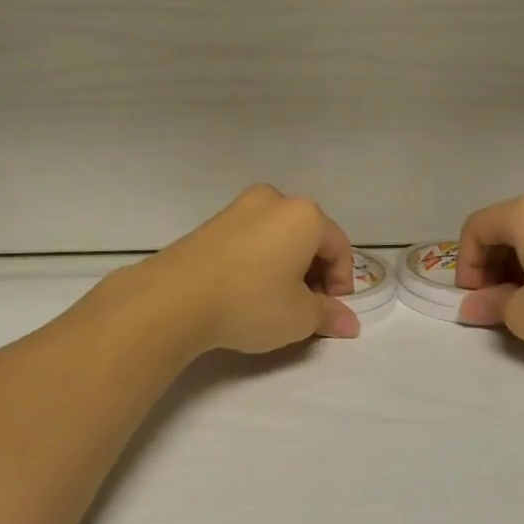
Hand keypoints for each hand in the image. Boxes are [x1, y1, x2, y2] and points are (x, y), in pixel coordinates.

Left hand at [128, 185, 360, 354]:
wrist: (174, 297)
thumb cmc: (250, 301)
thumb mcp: (299, 317)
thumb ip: (329, 315)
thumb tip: (349, 322)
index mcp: (304, 214)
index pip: (338, 247)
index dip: (342, 283)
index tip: (331, 313)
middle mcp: (273, 200)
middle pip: (309, 237)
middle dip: (314, 273)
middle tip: (308, 309)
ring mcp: (239, 208)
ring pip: (278, 236)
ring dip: (287, 266)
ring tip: (277, 302)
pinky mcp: (212, 223)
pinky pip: (251, 239)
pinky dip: (260, 261)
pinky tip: (248, 291)